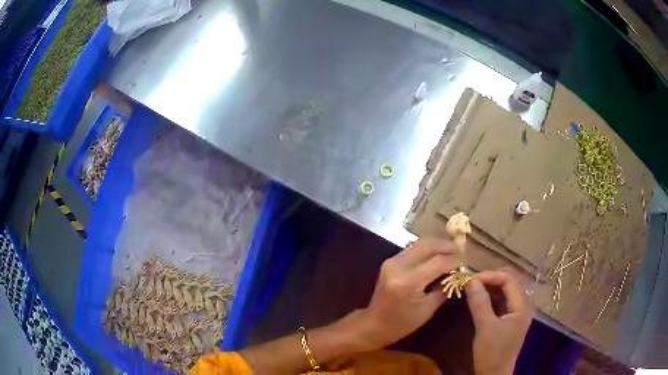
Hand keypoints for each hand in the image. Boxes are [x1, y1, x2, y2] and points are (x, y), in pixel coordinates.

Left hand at [358, 238, 459, 348]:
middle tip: (461, 251)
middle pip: (427, 245)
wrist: (373, 324)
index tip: (467, 261)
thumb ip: (444, 288)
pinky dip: (427, 249)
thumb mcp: (428, 309)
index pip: (438, 262)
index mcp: (407, 282)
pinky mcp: (390, 261)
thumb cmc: (402, 323)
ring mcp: (392, 261)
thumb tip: (458, 273)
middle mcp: (398, 266)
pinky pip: (413, 248)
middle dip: (446, 246)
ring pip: (419, 243)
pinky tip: (437, 255)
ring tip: (452, 252)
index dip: (454, 260)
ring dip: (437, 245)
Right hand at [465, 270, 532, 374]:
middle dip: (489, 279)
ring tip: (472, 288)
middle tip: (470, 282)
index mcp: (522, 306)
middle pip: (508, 282)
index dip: (490, 276)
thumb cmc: (492, 353)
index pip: (509, 279)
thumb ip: (480, 303)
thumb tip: (470, 280)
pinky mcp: (509, 319)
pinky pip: (501, 301)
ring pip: (504, 291)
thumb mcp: (485, 328)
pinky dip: (490, 297)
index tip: (470, 279)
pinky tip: (478, 298)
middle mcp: (522, 305)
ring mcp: (516, 312)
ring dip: (489, 287)